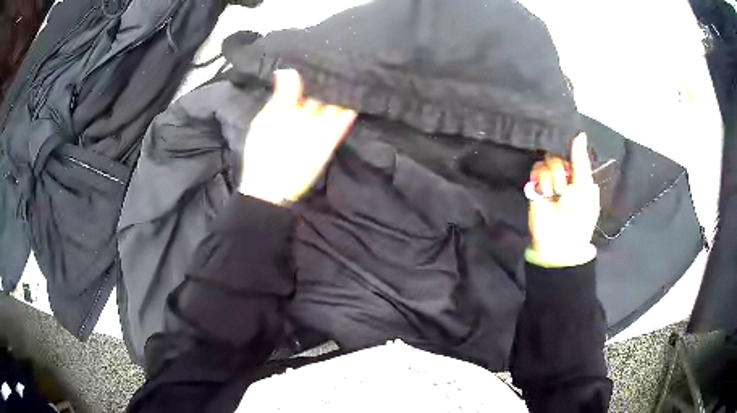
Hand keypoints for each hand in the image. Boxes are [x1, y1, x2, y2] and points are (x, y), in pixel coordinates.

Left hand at [239, 69, 356, 204]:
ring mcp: (317, 128)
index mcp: (286, 108)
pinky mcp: (328, 141)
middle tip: (344, 61)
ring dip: (343, 94)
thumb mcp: (267, 121)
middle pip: (320, 94)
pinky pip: (341, 124)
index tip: (324, 56)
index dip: (312, 72)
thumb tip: (287, 70)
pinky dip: (348, 113)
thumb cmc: (262, 152)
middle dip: (330, 81)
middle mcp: (304, 115)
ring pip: (333, 107)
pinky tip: (357, 98)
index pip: (302, 85)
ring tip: (354, 75)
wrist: (270, 188)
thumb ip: (281, 98)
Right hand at [527, 133, 599, 266]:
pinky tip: (544, 191)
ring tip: (553, 194)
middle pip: (559, 157)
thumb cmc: (578, 215)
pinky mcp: (536, 188)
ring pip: (547, 162)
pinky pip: (536, 170)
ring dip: (551, 177)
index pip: (573, 157)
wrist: (558, 241)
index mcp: (580, 178)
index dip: (571, 158)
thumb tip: (580, 133)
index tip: (572, 168)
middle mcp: (565, 178)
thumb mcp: (585, 186)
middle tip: (563, 190)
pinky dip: (540, 179)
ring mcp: (550, 183)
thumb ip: (580, 160)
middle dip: (561, 172)